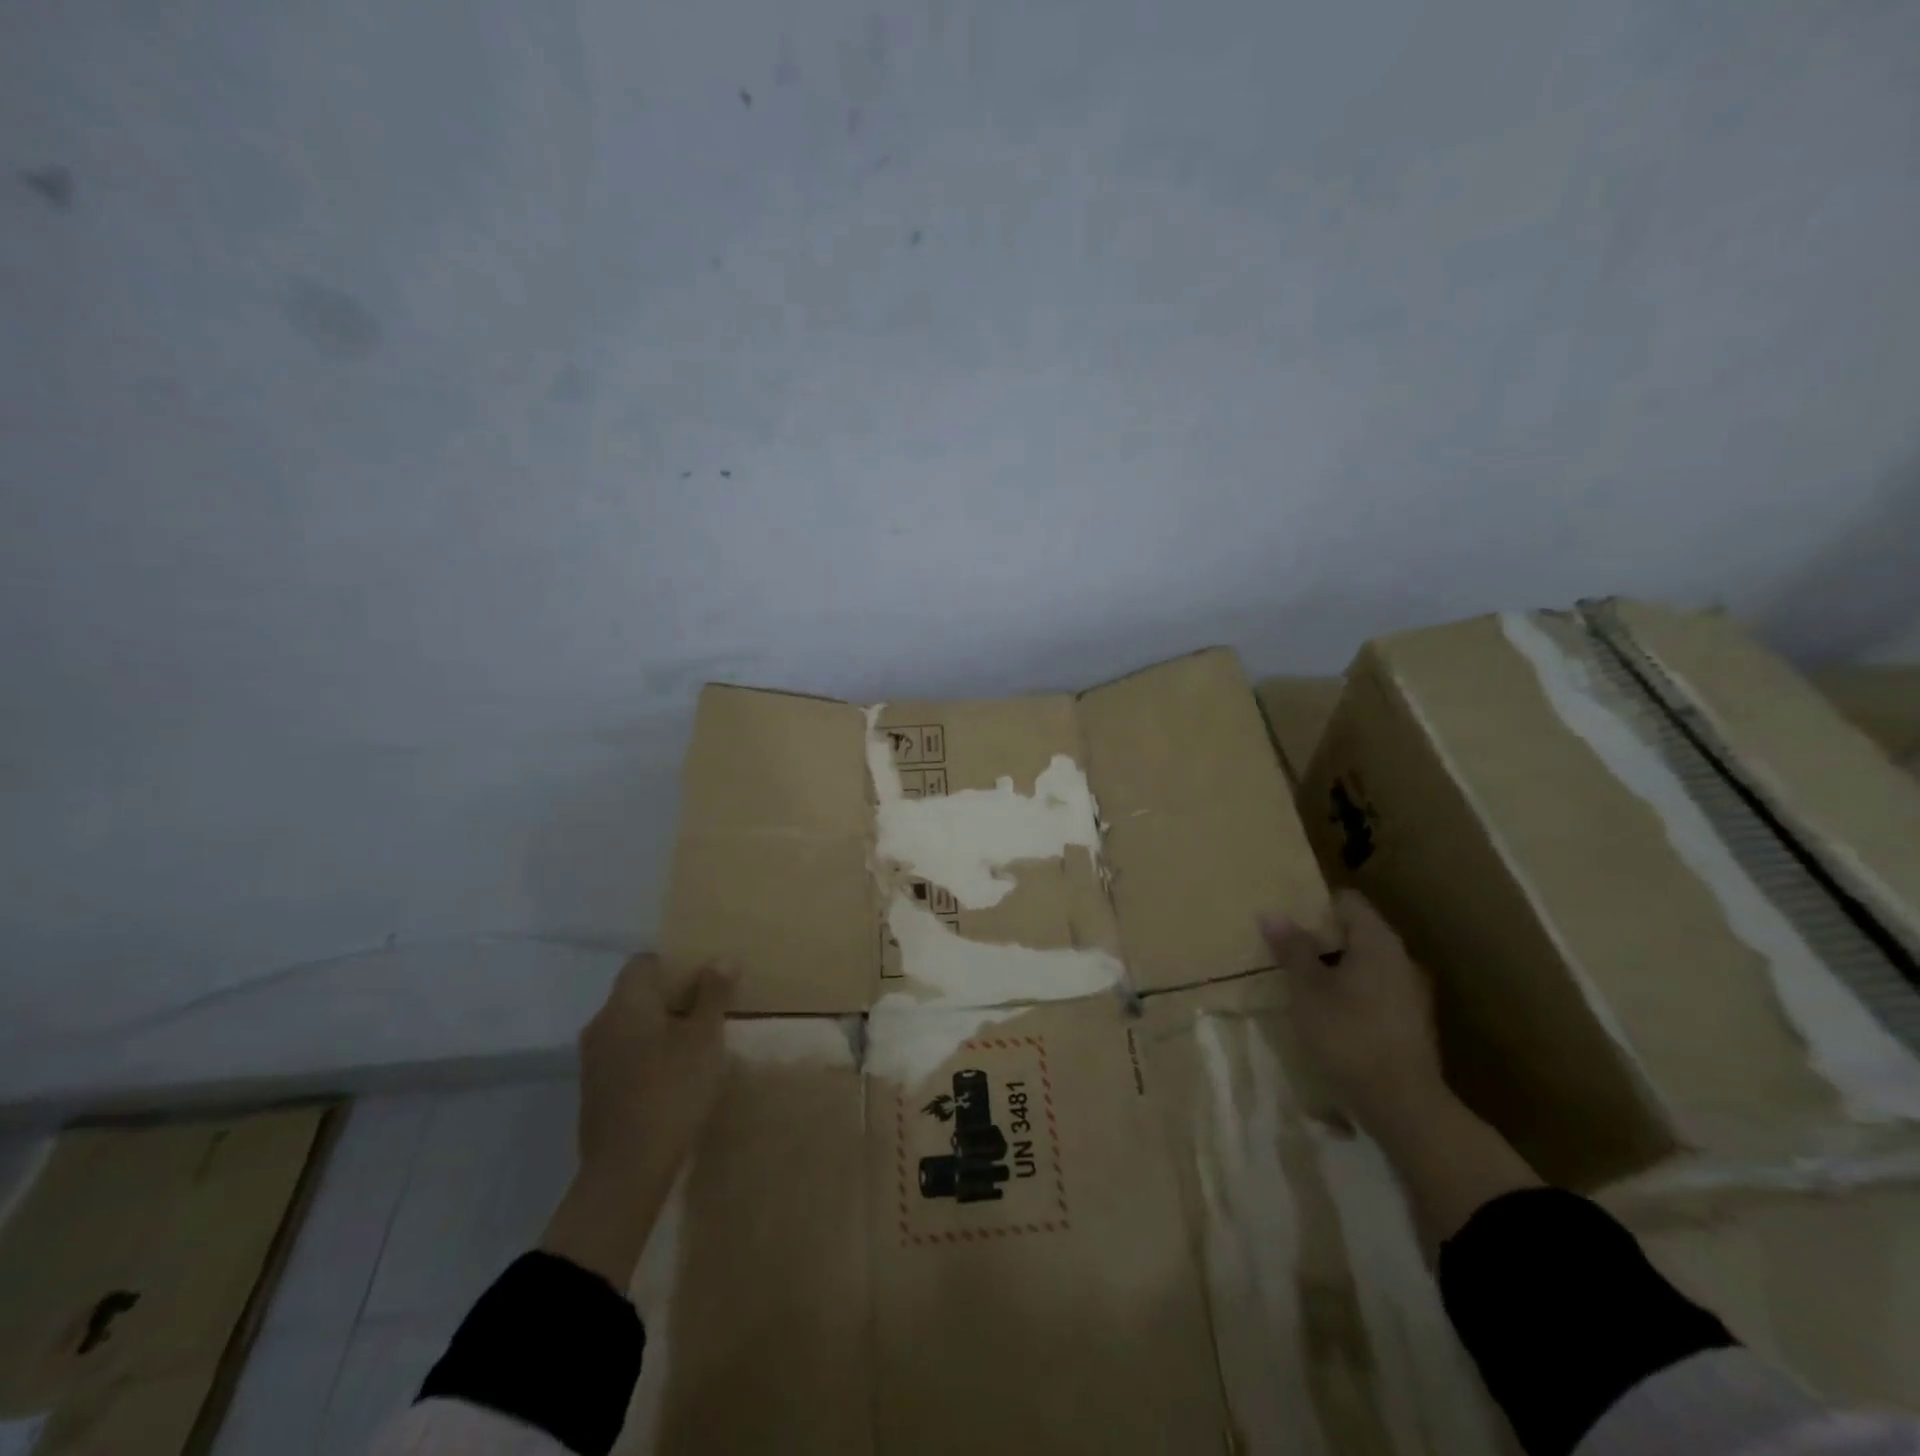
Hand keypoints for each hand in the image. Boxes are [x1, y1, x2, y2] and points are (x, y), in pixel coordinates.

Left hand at [541, 954, 735, 1288]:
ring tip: (695, 1046)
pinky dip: (647, 1055)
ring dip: (660, 1029)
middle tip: (708, 1011)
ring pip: (630, 1027)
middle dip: (671, 998)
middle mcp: (601, 1023)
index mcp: (626, 1003)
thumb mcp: (704, 1038)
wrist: (626, 1171)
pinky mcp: (594, 1091)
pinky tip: (673, 1077)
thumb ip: (713, 994)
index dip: (674, 965)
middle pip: (636, 994)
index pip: (644, 962)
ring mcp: (593, 1060)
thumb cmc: (671, 1091)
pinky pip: (624, 1055)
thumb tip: (722, 958)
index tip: (703, 980)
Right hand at [1261, 889, 1444, 1133]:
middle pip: (1357, 931)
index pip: (1348, 901)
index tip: (1287, 917)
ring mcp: (1411, 992)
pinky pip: (1375, 991)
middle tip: (1286, 950)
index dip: (1316, 904)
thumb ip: (1292, 949)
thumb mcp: (1307, 989)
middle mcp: (1401, 958)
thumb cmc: (1348, 1034)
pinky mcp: (1411, 1022)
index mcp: (1378, 941)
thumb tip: (1273, 913)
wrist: (1403, 1105)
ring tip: (1302, 983)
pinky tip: (1329, 1014)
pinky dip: (1351, 992)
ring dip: (1336, 967)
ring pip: (1366, 964)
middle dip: (1322, 938)